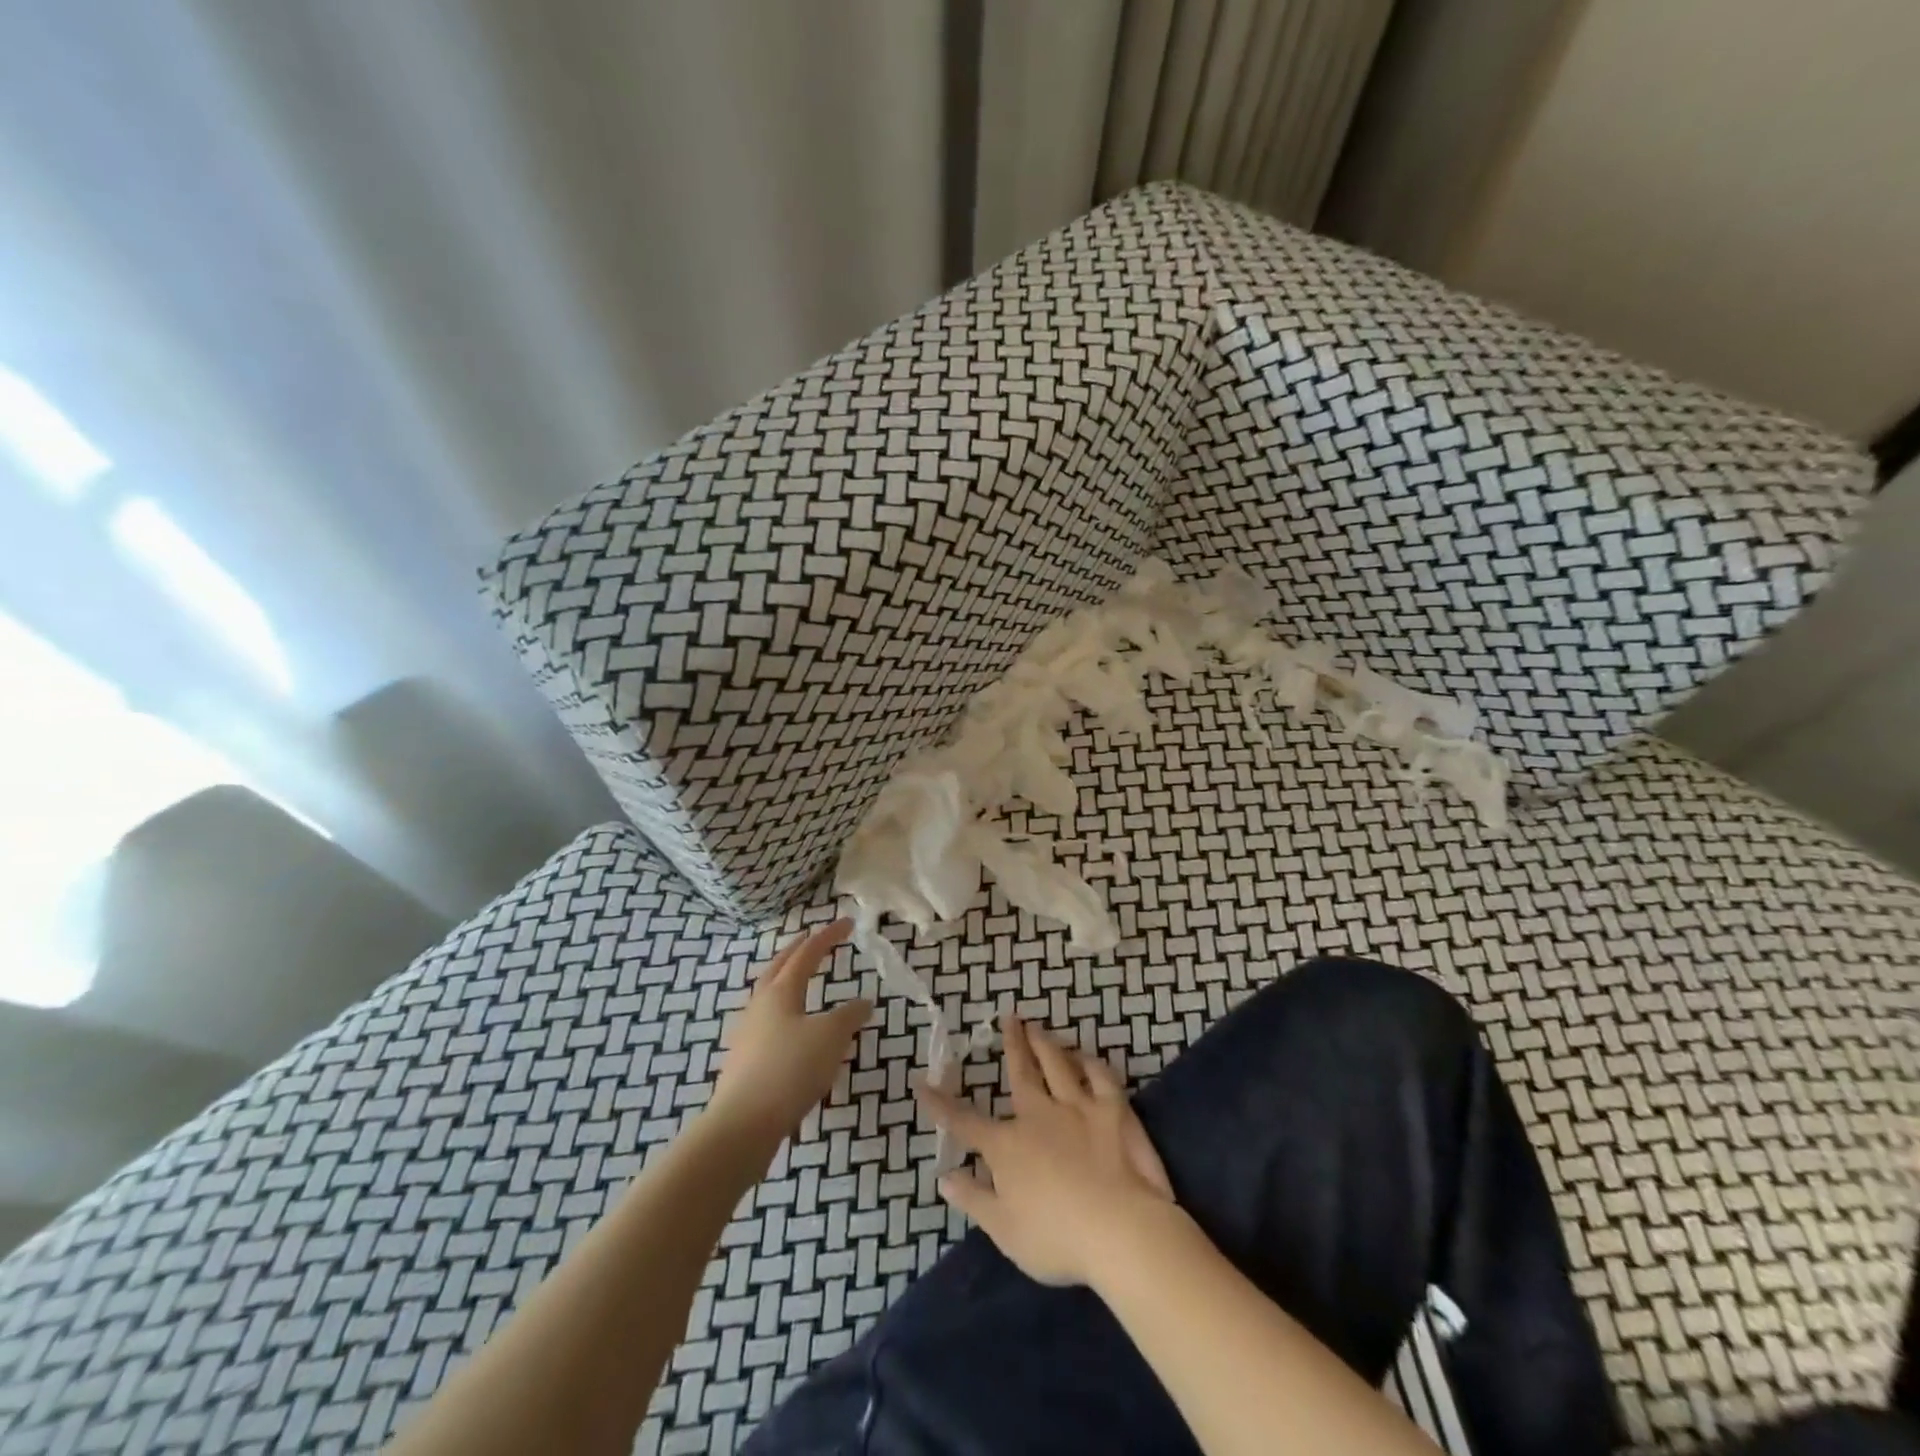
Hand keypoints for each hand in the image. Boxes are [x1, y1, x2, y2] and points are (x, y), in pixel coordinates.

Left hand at [710, 919, 870, 1145]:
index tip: (847, 923)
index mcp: (780, 991)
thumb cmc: (790, 1070)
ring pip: (769, 995)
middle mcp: (759, 1005)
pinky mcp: (744, 1061)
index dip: (828, 936)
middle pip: (778, 967)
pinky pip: (768, 1024)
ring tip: (802, 982)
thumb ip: (849, 1016)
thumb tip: (863, 1002)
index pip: (807, 954)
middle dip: (797, 950)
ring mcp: (748, 1033)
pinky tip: (794, 1031)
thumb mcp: (831, 1038)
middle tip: (813, 939)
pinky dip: (785, 1014)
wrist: (742, 1125)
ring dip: (786, 980)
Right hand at [917, 1013, 1174, 1286]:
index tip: (921, 1083)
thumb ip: (974, 1199)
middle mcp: (1038, 1115)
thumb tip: (945, 1176)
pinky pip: (1100, 1076)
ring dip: (1045, 1042)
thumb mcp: (1004, 1230)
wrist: (1120, 1230)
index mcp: (1007, 1146)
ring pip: (1057, 1063)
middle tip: (1008, 1018)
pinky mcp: (1113, 1109)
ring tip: (1037, 1026)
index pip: (965, 1121)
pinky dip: (1090, 1062)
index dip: (941, 1104)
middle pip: (1021, 1072)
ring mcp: (1077, 1107)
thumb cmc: (1057, 1238)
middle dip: (1012, 1044)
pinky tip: (1085, 1056)